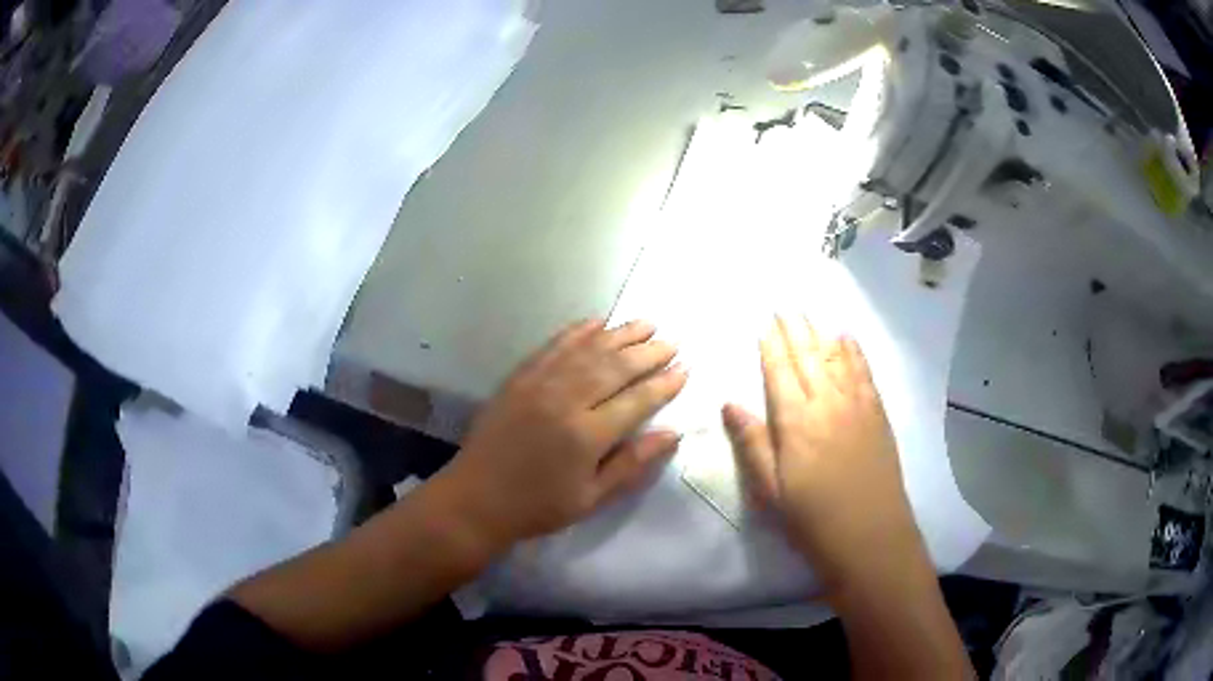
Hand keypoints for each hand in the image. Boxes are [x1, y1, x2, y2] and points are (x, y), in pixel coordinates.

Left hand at [441, 319, 687, 548]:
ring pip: (588, 350)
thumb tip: (673, 434)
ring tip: (646, 323)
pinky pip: (553, 346)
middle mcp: (565, 401)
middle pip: (615, 367)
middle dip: (648, 353)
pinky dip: (578, 331)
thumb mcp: (591, 498)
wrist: (476, 499)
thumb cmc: (538, 506)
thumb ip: (632, 464)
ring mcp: (539, 384)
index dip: (664, 384)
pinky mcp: (519, 378)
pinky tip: (597, 322)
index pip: (637, 401)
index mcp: (586, 436)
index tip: (685, 370)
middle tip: (672, 342)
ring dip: (620, 334)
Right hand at [722, 316, 923, 589]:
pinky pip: (864, 372)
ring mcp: (857, 405)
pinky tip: (847, 338)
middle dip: (794, 330)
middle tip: (784, 307)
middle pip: (808, 357)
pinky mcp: (878, 414)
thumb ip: (753, 443)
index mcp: (795, 422)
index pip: (779, 372)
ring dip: (820, 333)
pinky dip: (854, 351)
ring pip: (836, 358)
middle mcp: (827, 403)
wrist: (870, 536)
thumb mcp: (771, 490)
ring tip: (810, 314)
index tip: (764, 323)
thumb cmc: (812, 519)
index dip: (770, 346)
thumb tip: (730, 403)